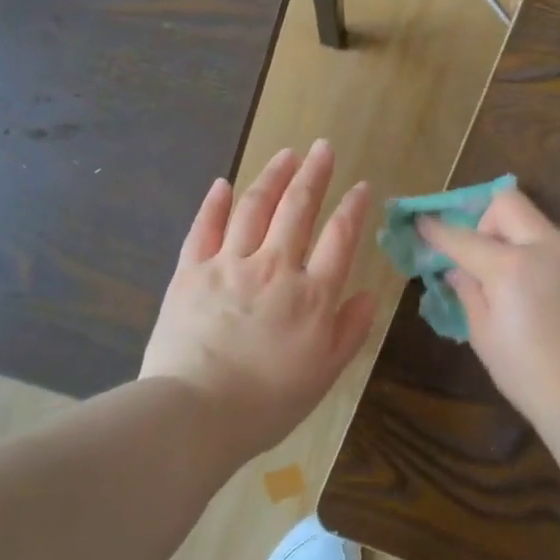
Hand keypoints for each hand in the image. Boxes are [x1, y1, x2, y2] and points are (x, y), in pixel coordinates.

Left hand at [142, 141, 376, 465]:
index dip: (353, 208)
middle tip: (323, 147)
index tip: (362, 186)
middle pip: (297, 209)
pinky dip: (214, 203)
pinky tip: (224, 184)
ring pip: (253, 207)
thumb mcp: (324, 373)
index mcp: (311, 295)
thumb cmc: (267, 402)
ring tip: (285, 154)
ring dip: (271, 176)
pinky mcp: (190, 272)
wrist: (195, 413)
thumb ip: (350, 330)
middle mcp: (273, 268)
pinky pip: (204, 228)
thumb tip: (369, 294)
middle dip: (313, 174)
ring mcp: (228, 265)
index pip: (339, 238)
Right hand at [418, 188, 559, 425]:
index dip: (437, 230)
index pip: (464, 238)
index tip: (421, 223)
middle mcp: (547, 248)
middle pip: (508, 203)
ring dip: (514, 237)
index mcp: (511, 267)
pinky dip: (538, 256)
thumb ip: (469, 292)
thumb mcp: (484, 336)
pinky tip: (539, 295)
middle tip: (478, 256)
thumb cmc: (529, 375)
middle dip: (484, 220)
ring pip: (536, 222)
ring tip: (509, 280)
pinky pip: (557, 247)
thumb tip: (459, 270)